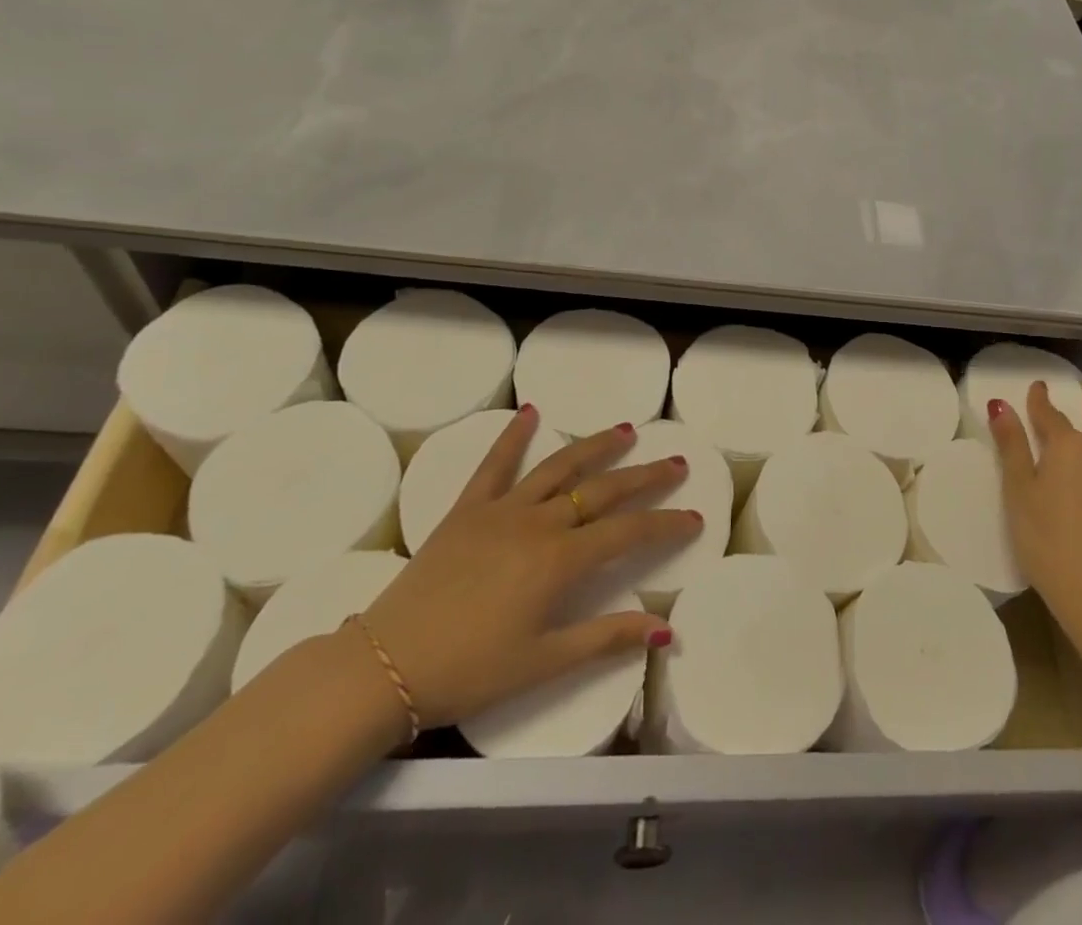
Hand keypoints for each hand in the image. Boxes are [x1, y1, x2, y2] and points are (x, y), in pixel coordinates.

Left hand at [360, 407, 700, 730]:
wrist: (386, 664)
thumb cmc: (469, 670)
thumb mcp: (543, 662)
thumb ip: (606, 639)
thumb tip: (665, 631)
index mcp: (560, 561)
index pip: (628, 533)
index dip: (666, 524)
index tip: (695, 517)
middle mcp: (539, 523)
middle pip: (603, 490)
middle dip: (645, 476)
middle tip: (676, 462)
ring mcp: (502, 510)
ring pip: (560, 467)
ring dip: (596, 447)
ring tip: (626, 430)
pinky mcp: (468, 508)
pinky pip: (495, 464)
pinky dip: (514, 436)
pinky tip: (531, 412)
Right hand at [988, 382, 1081, 634]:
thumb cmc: (1047, 537)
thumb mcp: (1018, 490)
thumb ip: (1012, 445)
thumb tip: (1002, 405)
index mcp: (1069, 444)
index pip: (1052, 411)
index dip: (1040, 398)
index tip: (1035, 386)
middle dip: (1081, 402)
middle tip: (1068, 397)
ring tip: (1078, 429)